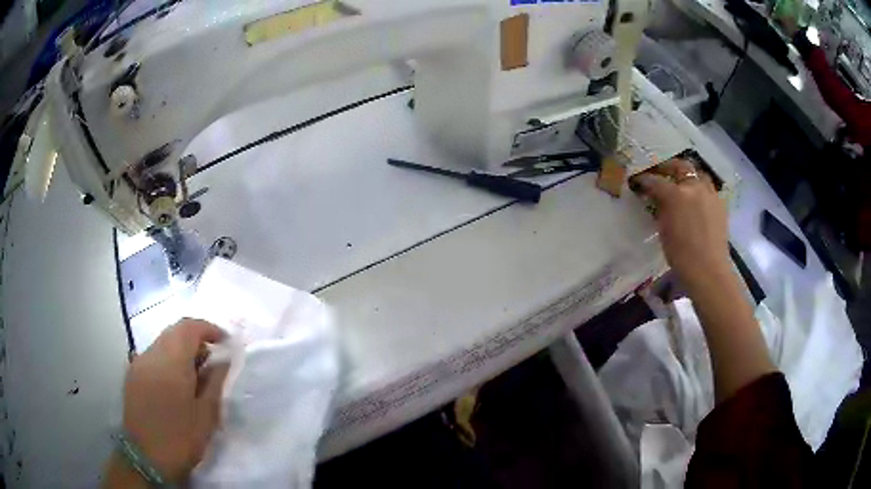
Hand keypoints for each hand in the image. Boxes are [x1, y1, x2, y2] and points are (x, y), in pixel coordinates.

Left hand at [121, 319, 228, 482]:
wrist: (146, 457)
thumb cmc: (181, 438)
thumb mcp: (207, 415)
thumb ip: (215, 381)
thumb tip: (223, 360)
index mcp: (172, 362)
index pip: (189, 327)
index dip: (209, 328)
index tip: (225, 341)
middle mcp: (152, 354)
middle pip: (174, 331)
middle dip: (195, 338)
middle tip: (212, 359)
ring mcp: (139, 363)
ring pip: (162, 342)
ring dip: (181, 349)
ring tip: (195, 373)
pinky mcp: (132, 374)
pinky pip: (153, 355)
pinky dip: (168, 359)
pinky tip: (175, 383)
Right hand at [630, 158, 729, 289]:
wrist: (709, 270)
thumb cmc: (681, 255)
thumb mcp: (664, 231)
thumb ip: (660, 209)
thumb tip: (656, 199)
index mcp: (676, 194)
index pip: (656, 181)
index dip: (645, 180)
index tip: (638, 181)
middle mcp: (694, 187)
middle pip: (680, 167)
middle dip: (668, 167)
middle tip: (660, 173)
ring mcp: (709, 194)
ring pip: (698, 174)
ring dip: (688, 175)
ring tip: (682, 183)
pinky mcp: (720, 204)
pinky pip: (708, 188)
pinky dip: (700, 189)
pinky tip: (696, 200)